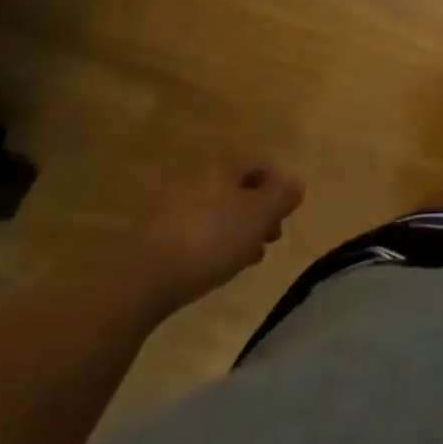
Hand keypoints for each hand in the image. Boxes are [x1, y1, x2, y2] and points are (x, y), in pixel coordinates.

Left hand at [125, 159, 304, 311]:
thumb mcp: (259, 216)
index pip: (261, 166)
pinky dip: (214, 241)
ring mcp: (175, 205)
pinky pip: (198, 229)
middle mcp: (199, 178)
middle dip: (259, 211)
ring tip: (249, 257)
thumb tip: (296, 183)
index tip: (287, 215)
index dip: (279, 187)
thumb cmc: (211, 240)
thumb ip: (282, 196)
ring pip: (219, 211)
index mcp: (224, 167)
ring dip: (238, 229)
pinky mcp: (158, 233)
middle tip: (271, 238)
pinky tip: (218, 265)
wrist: (145, 277)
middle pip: (239, 188)